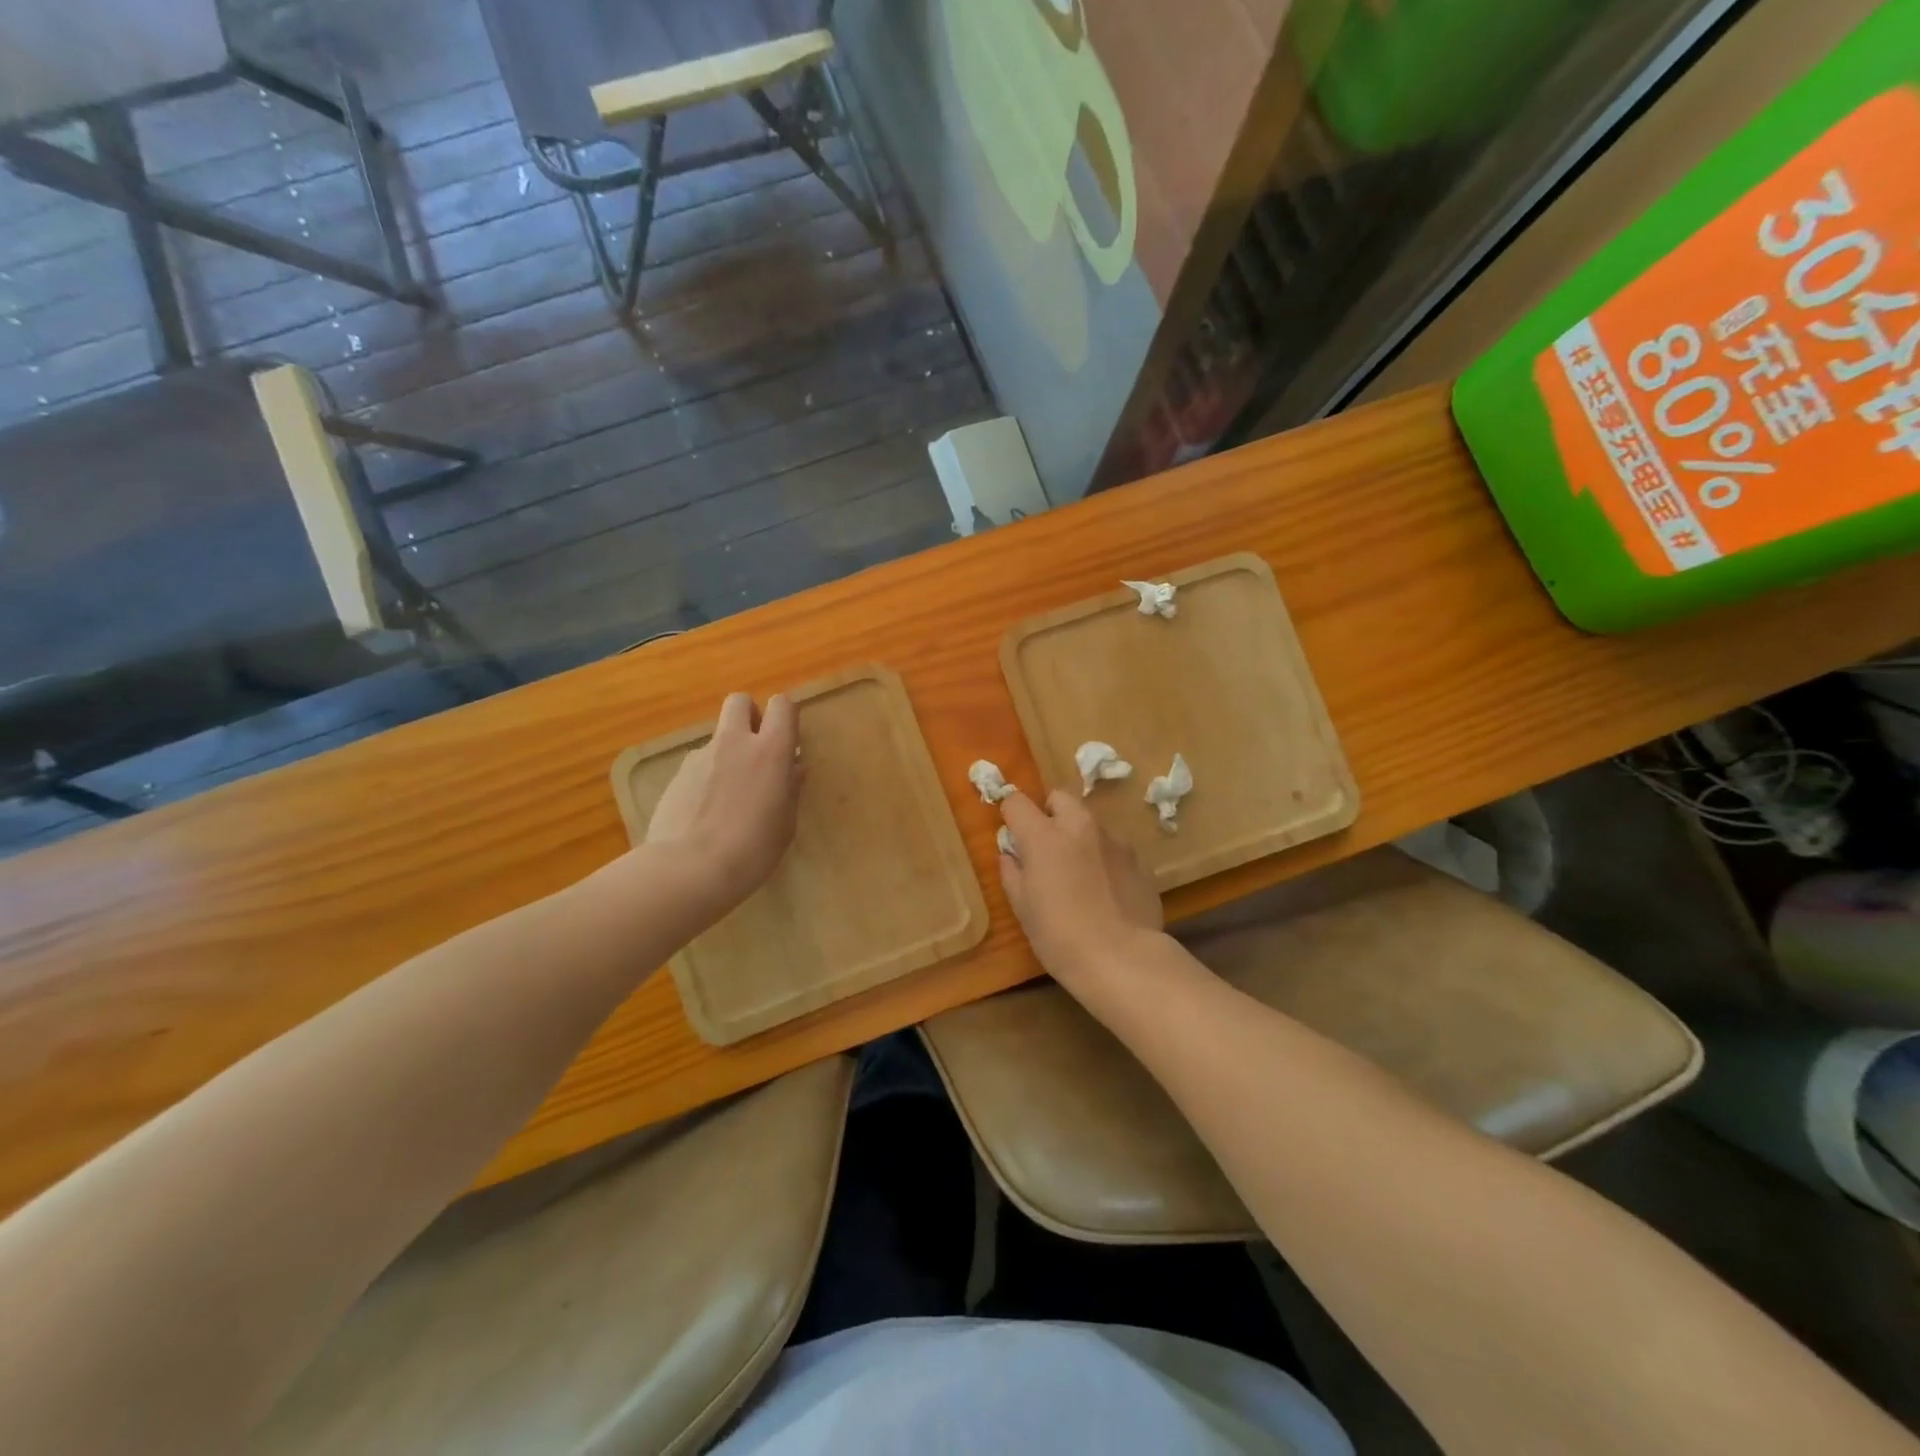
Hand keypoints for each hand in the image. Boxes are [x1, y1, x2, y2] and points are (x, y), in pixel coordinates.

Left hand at [645, 692, 802, 914]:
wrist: (688, 869)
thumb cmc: (752, 849)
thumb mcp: (785, 823)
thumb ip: (789, 789)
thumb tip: (793, 769)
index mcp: (771, 750)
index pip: (782, 705)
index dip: (786, 716)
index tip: (788, 739)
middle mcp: (735, 742)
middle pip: (740, 701)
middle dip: (750, 715)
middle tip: (757, 748)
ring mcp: (700, 756)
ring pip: (718, 737)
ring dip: (727, 753)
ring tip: (729, 795)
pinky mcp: (676, 775)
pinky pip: (698, 765)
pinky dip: (705, 778)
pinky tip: (705, 812)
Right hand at [997, 790, 1162, 987]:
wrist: (1122, 959)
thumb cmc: (1059, 936)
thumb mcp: (1023, 909)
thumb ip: (1012, 873)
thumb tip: (1011, 855)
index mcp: (1044, 836)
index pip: (1017, 801)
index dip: (1011, 815)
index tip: (1012, 836)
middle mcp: (1080, 827)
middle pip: (1059, 798)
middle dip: (1049, 814)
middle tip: (1045, 848)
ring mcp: (1114, 841)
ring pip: (1089, 824)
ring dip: (1078, 838)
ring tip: (1079, 876)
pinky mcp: (1138, 860)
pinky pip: (1113, 849)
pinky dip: (1103, 860)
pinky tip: (1105, 893)